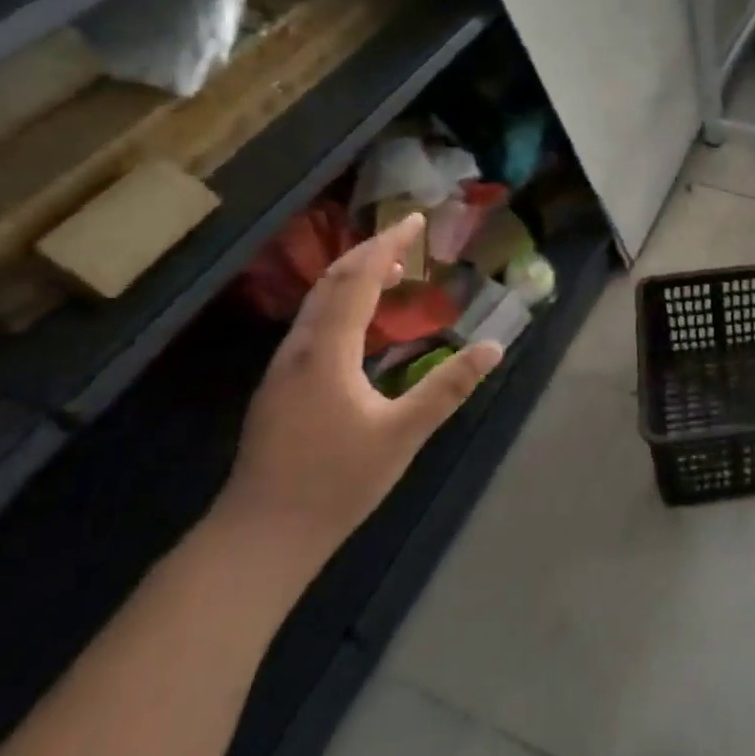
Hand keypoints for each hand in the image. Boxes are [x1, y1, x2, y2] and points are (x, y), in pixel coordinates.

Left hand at [217, 212, 502, 567]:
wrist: (261, 534)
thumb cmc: (335, 482)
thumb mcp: (403, 434)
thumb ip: (448, 388)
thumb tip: (493, 347)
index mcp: (327, 352)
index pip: (357, 279)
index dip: (387, 245)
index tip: (415, 220)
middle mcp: (300, 349)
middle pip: (331, 282)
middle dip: (369, 252)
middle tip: (407, 237)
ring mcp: (285, 368)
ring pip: (317, 302)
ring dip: (354, 276)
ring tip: (392, 270)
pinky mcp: (282, 387)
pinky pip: (314, 323)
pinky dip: (342, 302)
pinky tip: (362, 322)